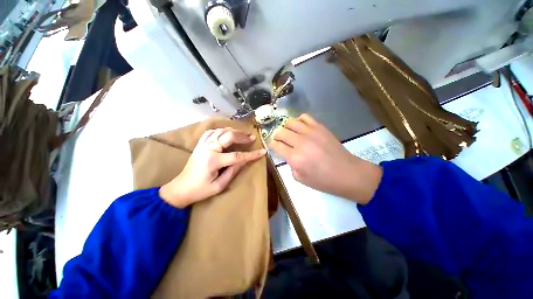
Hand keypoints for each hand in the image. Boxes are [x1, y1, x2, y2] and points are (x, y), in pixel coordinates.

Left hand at [160, 128, 265, 207]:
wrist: (180, 189)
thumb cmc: (200, 190)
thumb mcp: (219, 186)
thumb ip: (233, 171)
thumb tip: (245, 160)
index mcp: (213, 161)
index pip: (237, 156)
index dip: (251, 154)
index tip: (262, 151)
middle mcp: (207, 149)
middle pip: (228, 136)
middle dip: (242, 136)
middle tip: (251, 138)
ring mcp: (202, 145)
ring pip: (220, 131)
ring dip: (233, 131)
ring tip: (242, 133)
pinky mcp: (200, 145)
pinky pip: (211, 132)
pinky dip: (221, 130)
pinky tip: (226, 132)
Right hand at [269, 114, 381, 203]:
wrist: (347, 173)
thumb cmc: (323, 180)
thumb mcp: (300, 178)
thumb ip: (290, 165)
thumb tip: (288, 154)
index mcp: (295, 158)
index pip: (276, 145)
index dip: (272, 145)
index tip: (273, 146)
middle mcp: (300, 142)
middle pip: (281, 132)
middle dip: (277, 136)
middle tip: (280, 140)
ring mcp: (311, 132)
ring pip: (290, 122)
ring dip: (286, 127)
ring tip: (289, 133)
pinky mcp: (320, 127)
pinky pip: (304, 117)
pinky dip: (299, 120)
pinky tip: (301, 127)